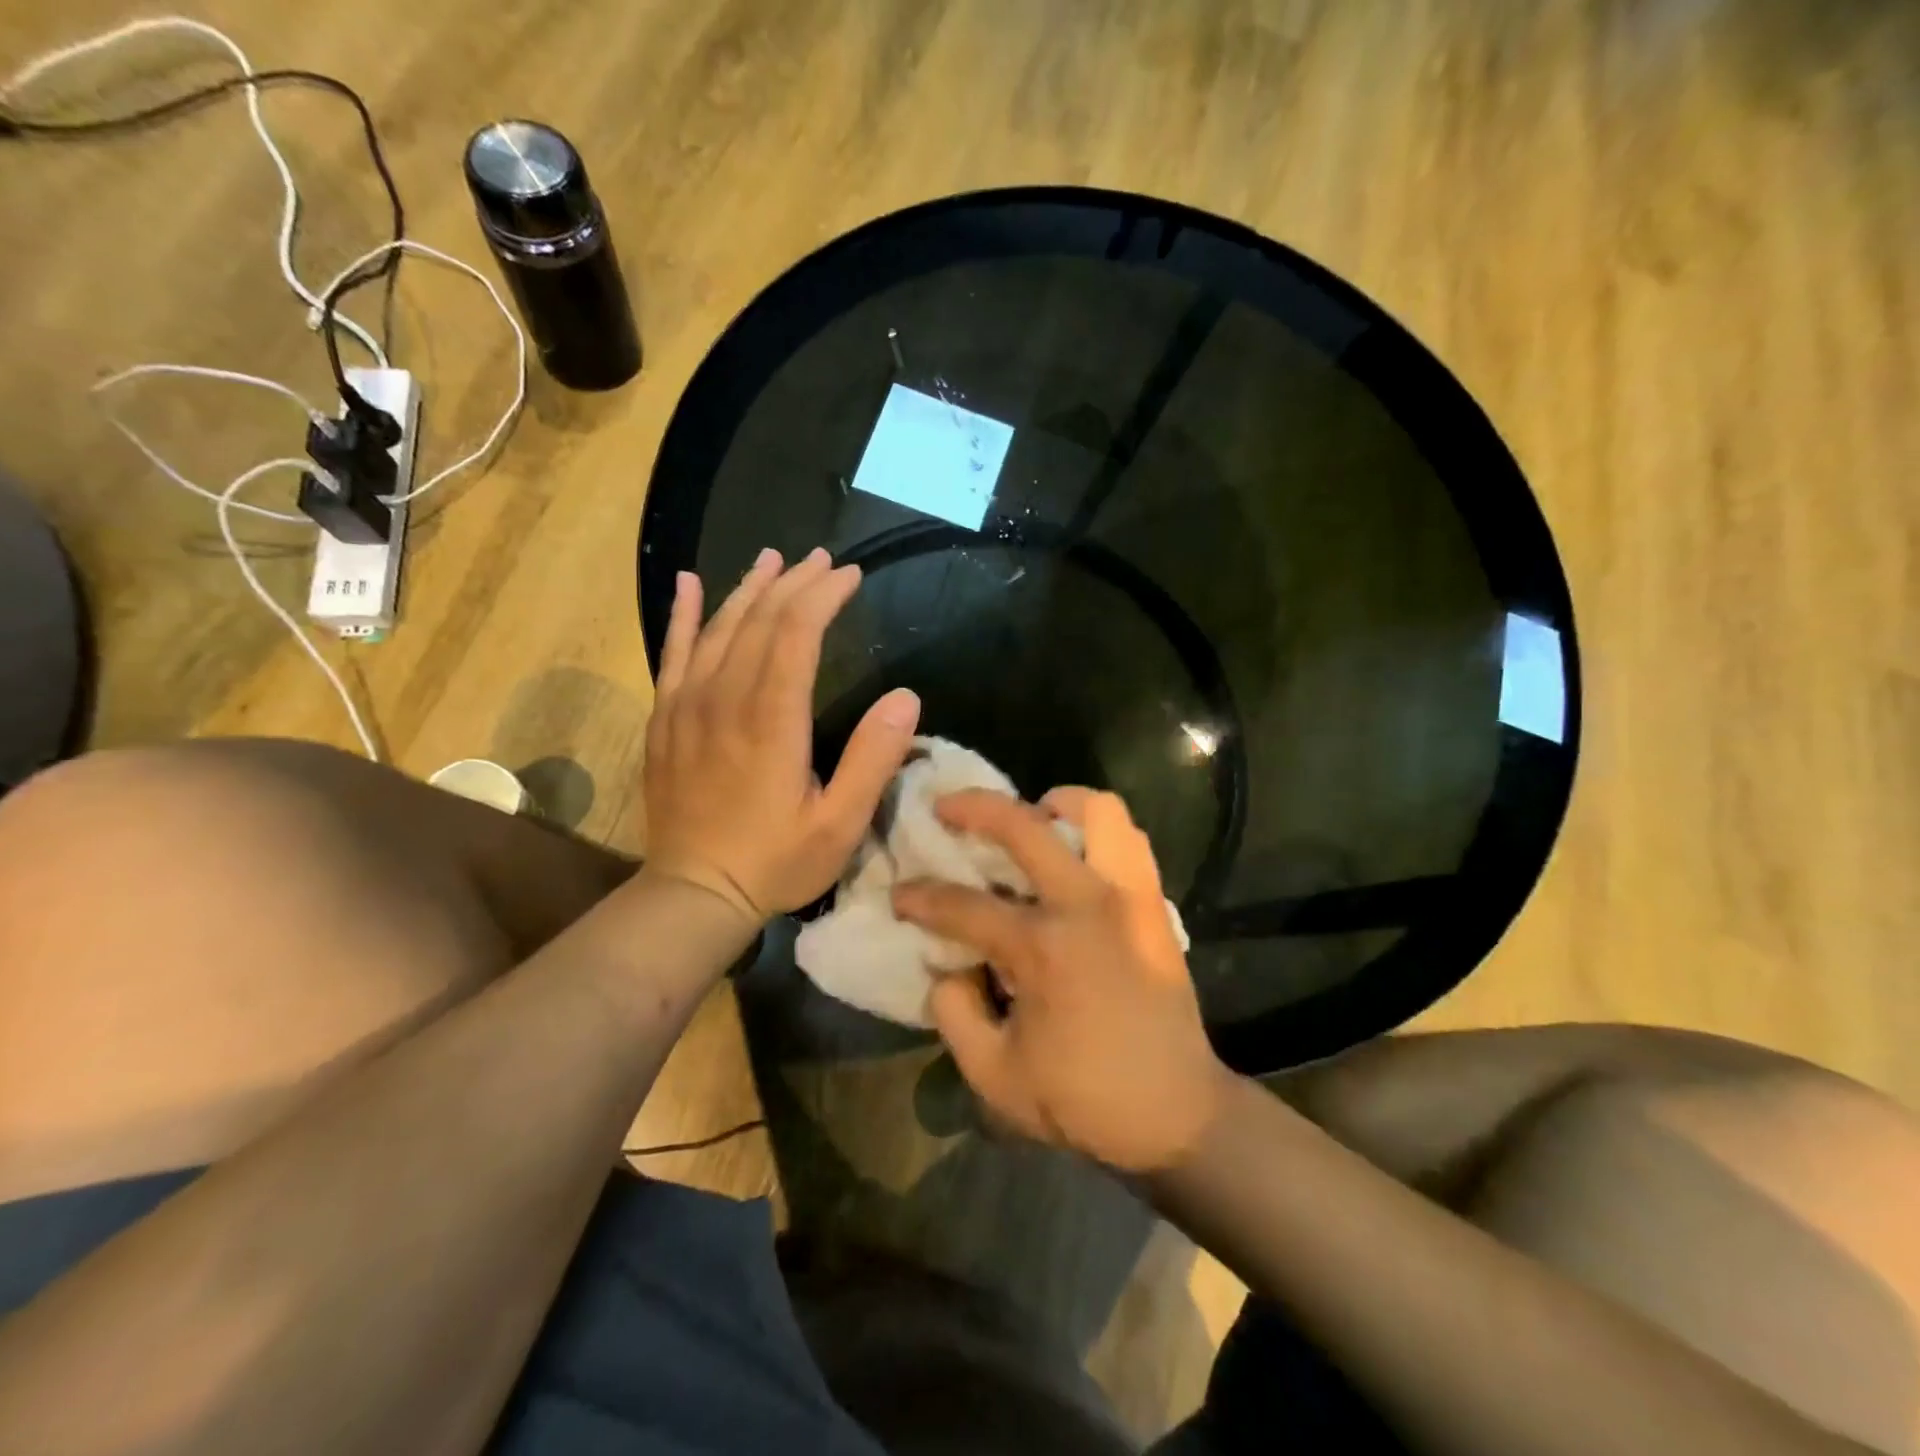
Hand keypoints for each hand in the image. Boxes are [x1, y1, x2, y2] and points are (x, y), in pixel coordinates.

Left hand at [644, 547, 920, 923]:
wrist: (694, 893)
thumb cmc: (776, 861)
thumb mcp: (840, 824)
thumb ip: (873, 759)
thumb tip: (907, 697)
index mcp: (771, 720)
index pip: (797, 633)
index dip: (825, 596)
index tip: (852, 575)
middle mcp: (725, 699)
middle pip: (760, 620)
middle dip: (795, 583)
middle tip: (824, 560)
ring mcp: (687, 706)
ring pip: (718, 627)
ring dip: (749, 588)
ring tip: (773, 559)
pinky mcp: (665, 719)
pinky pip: (672, 653)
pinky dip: (682, 614)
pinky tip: (688, 583)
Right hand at [892, 787, 1233, 1172]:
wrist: (1177, 1112)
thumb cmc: (1083, 1097)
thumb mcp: (994, 1076)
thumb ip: (954, 1014)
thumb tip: (949, 967)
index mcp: (1041, 947)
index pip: (963, 906)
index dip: (920, 898)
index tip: (900, 896)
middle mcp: (1084, 903)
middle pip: (1022, 825)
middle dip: (973, 806)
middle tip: (946, 808)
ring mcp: (1127, 895)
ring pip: (1097, 810)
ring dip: (1055, 804)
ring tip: (1031, 819)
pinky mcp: (1154, 903)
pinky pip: (1130, 840)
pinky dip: (1098, 831)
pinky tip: (1076, 853)